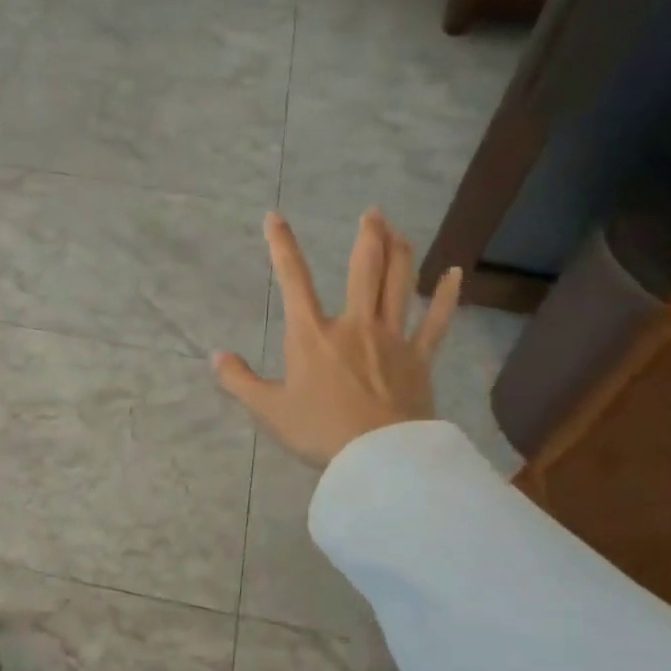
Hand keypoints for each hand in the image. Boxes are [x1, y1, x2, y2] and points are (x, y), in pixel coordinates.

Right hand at [214, 210, 460, 467]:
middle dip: (368, 236)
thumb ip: (239, 380)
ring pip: (399, 284)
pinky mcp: (419, 358)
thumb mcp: (268, 409)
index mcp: (312, 335)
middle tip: (372, 213)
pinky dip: (447, 297)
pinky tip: (455, 274)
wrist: (377, 457)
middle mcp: (354, 325)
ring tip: (398, 229)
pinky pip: (437, 321)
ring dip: (400, 252)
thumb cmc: (319, 431)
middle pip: (364, 269)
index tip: (275, 217)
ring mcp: (392, 338)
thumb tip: (215, 357)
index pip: (293, 280)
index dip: (282, 245)